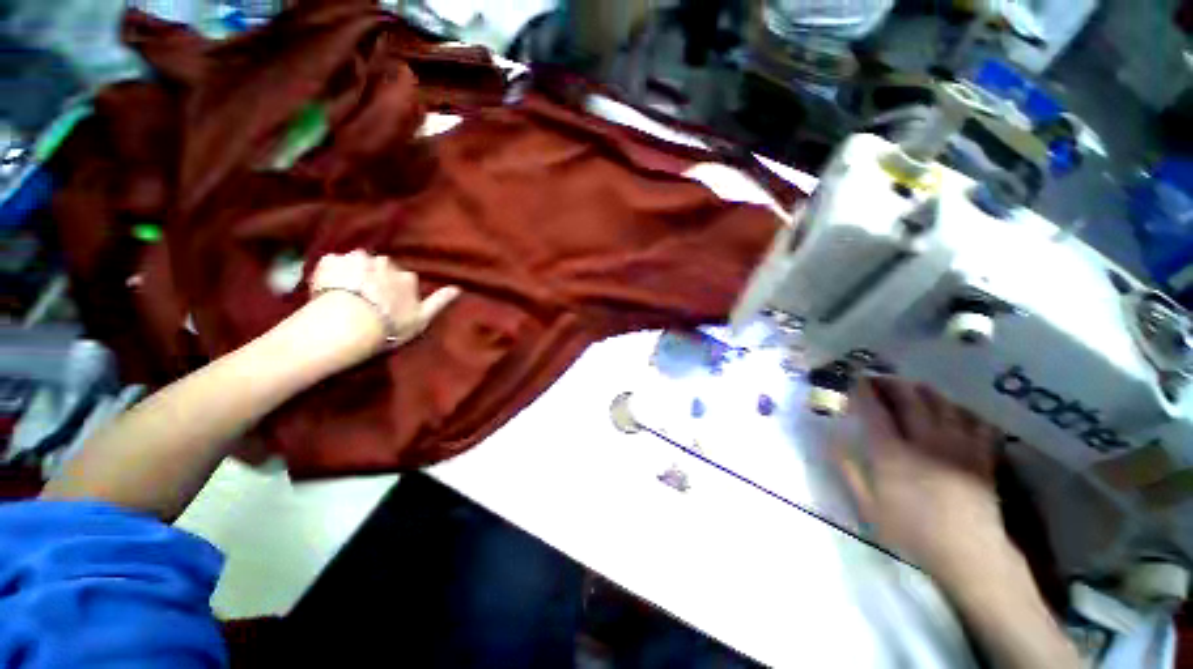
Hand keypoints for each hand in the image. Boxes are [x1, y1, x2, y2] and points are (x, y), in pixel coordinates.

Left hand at [310, 250, 460, 353]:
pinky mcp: (331, 261)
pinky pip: (333, 262)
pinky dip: (331, 270)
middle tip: (368, 298)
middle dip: (376, 276)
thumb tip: (458, 288)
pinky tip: (327, 286)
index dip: (397, 289)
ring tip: (346, 292)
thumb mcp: (422, 318)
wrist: (349, 325)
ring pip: (358, 261)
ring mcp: (357, 259)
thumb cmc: (390, 325)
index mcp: (407, 277)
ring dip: (354, 271)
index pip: (404, 277)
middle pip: (381, 266)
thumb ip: (440, 301)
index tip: (390, 303)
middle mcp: (385, 263)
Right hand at [839, 377, 1005, 577]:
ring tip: (913, 388)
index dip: (863, 391)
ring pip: (942, 403)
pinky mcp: (981, 454)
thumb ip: (848, 470)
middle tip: (880, 379)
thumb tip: (831, 440)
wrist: (967, 553)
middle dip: (892, 383)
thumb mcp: (868, 506)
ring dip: (924, 390)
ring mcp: (958, 445)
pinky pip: (975, 420)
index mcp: (892, 453)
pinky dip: (962, 409)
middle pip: (909, 398)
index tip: (854, 380)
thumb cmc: (911, 531)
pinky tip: (954, 411)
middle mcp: (925, 440)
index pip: (874, 410)